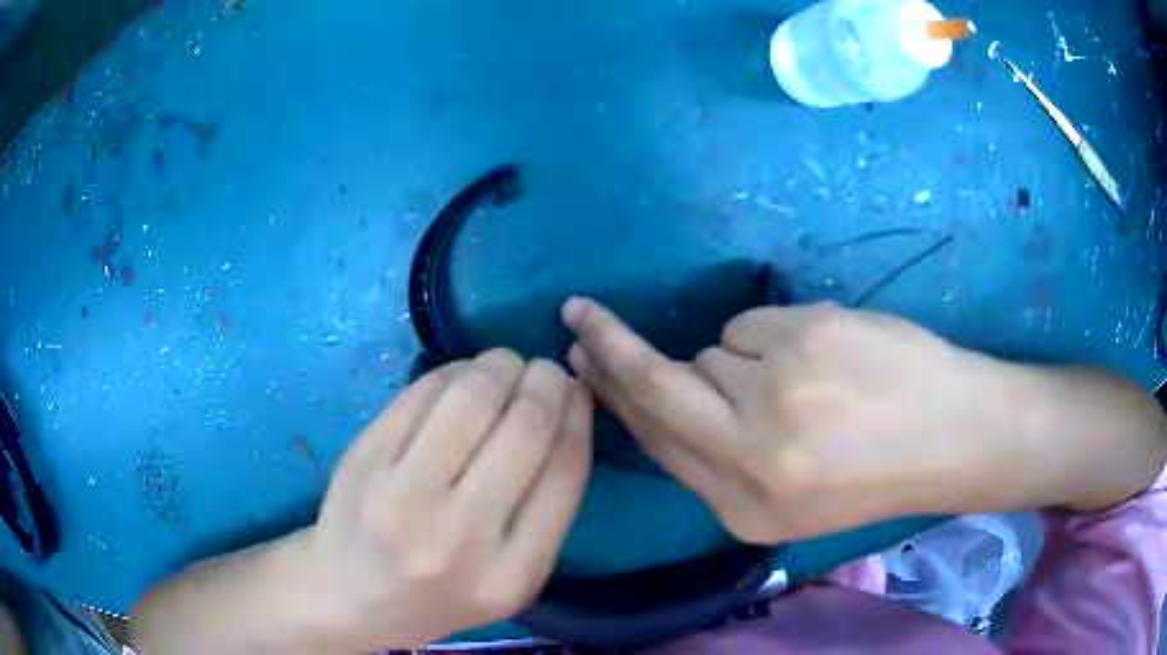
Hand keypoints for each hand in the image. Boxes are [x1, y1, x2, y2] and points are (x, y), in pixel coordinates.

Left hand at [307, 349, 591, 649]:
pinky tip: (462, 376)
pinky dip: (452, 372)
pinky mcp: (364, 461)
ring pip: (471, 398)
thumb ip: (545, 513)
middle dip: (545, 381)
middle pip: (524, 428)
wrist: (351, 597)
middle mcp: (459, 537)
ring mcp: (402, 496)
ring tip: (505, 364)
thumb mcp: (510, 582)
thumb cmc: (438, 595)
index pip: (564, 471)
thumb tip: (565, 416)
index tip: (578, 390)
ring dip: (499, 365)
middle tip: (544, 369)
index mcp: (511, 575)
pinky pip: (421, 394)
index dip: (577, 415)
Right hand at [562, 298, 1025, 544]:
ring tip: (806, 382)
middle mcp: (751, 454)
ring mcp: (780, 388)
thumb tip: (660, 395)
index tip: (577, 358)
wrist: (953, 435)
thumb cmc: (873, 472)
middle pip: (657, 387)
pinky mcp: (808, 334)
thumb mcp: (788, 498)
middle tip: (581, 316)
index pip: (655, 440)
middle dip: (611, 347)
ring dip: (740, 360)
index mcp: (744, 507)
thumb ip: (718, 456)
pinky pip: (753, 324)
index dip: (610, 395)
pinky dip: (774, 337)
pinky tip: (825, 359)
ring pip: (714, 351)